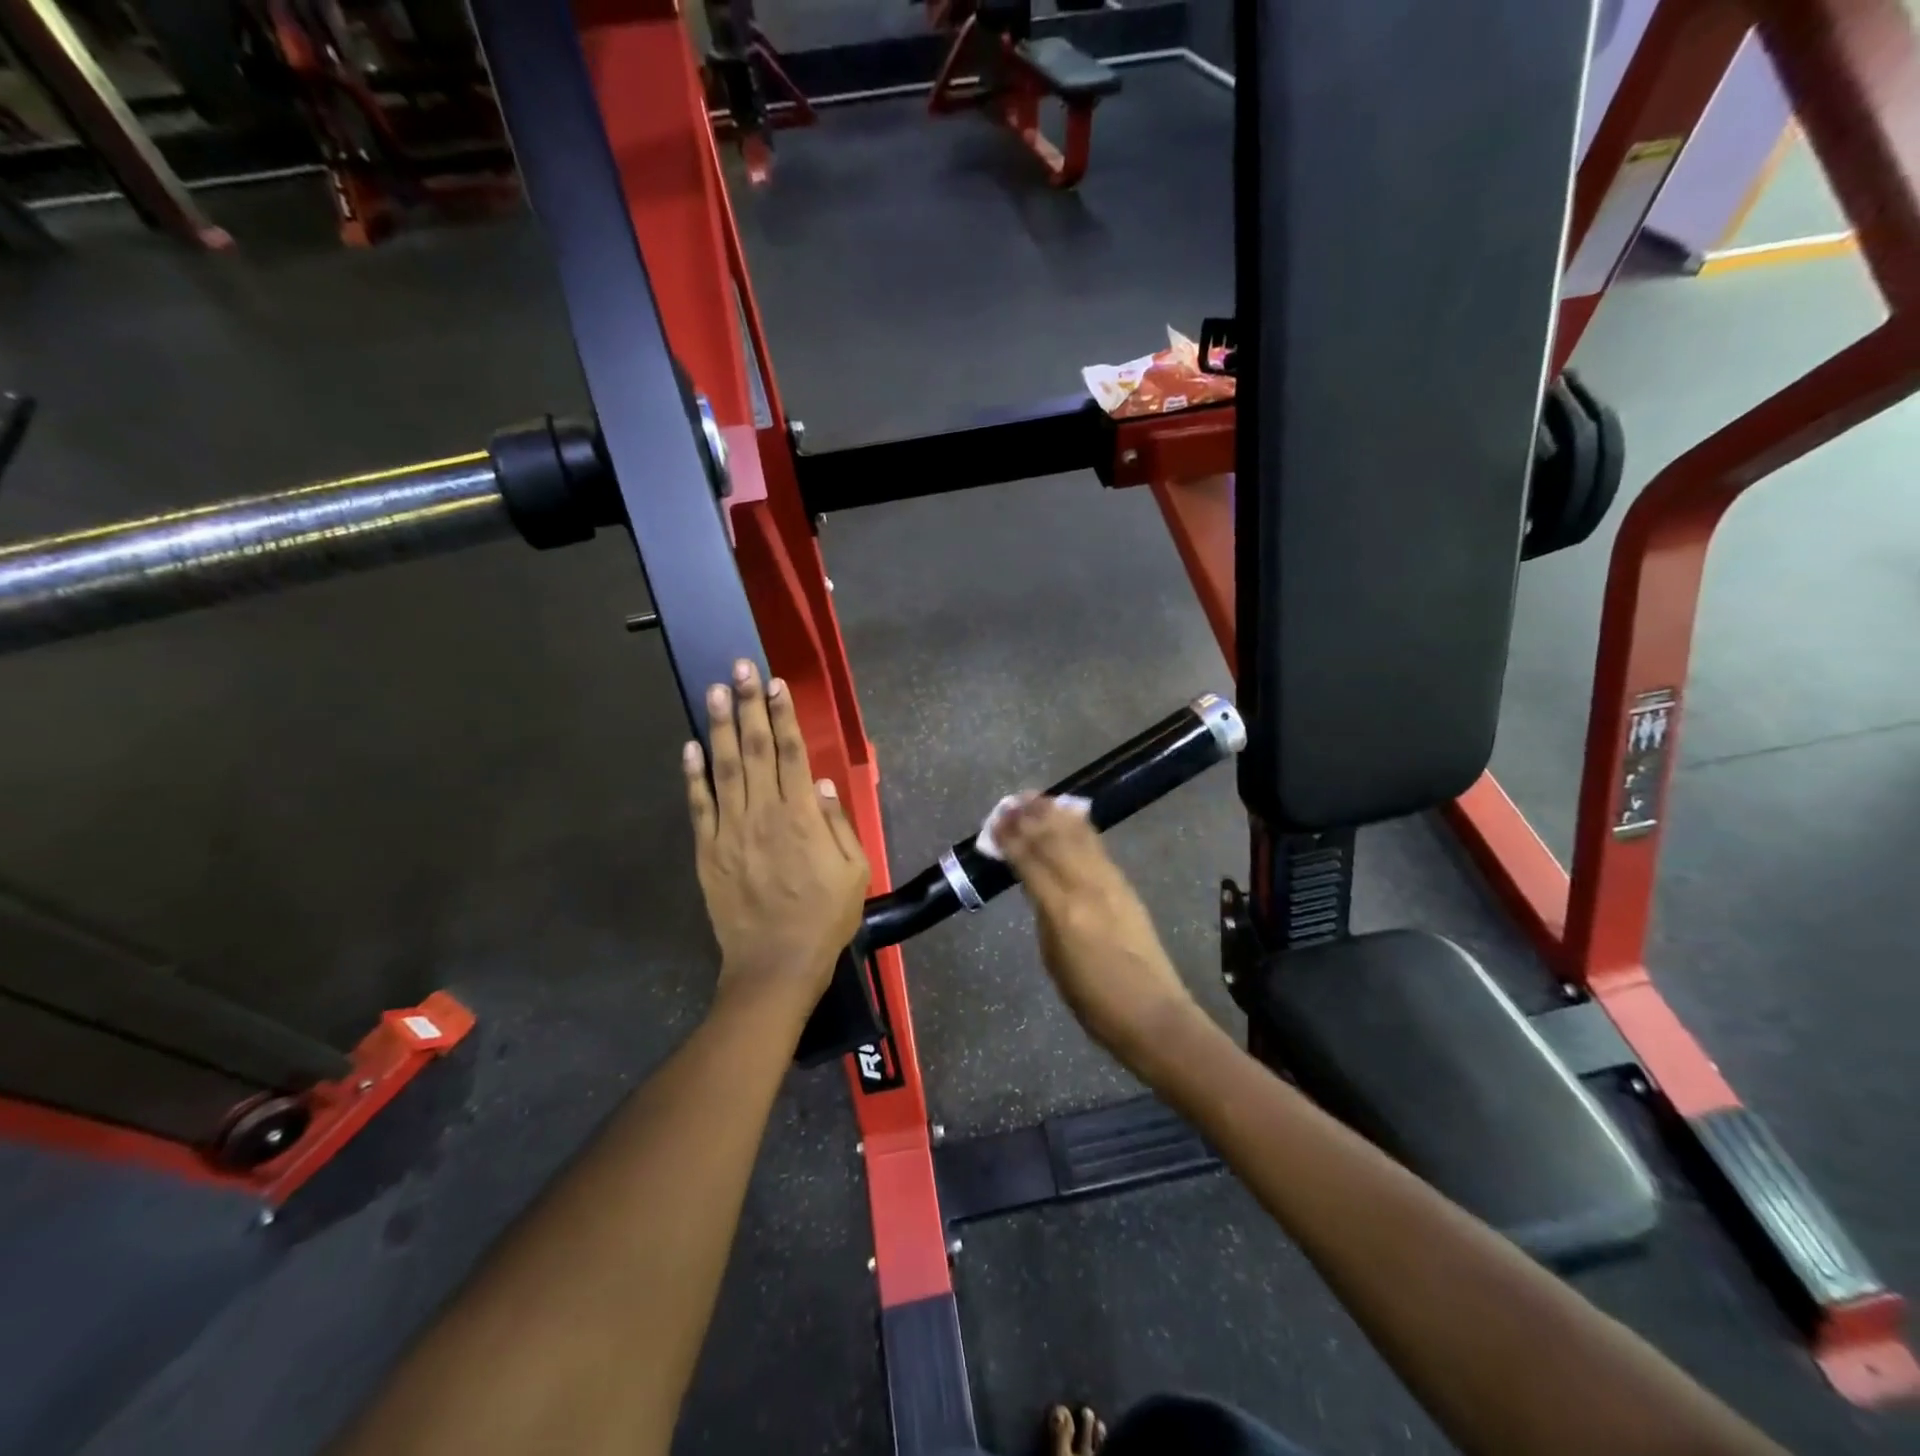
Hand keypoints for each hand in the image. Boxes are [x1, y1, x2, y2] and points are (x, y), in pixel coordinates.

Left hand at [684, 660, 869, 1021]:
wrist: (775, 965)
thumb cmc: (824, 918)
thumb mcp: (854, 872)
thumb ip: (837, 824)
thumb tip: (817, 783)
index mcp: (801, 818)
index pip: (790, 753)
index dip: (783, 716)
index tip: (776, 684)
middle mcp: (763, 814)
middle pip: (755, 749)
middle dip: (749, 705)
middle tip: (740, 667)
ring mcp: (730, 831)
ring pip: (724, 768)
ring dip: (720, 727)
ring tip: (715, 690)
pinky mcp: (708, 851)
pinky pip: (699, 806)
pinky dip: (693, 775)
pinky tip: (691, 746)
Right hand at [994, 795, 1202, 1062]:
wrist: (1152, 1013)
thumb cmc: (1093, 1001)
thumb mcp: (1053, 960)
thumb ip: (1044, 915)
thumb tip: (1036, 885)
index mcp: (1062, 911)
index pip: (1030, 862)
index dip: (1010, 839)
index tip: (994, 821)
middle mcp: (1086, 886)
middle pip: (1053, 841)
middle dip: (1029, 818)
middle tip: (1009, 802)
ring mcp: (1110, 882)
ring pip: (1077, 837)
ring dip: (1053, 814)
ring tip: (1035, 797)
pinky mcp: (1126, 885)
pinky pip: (1097, 846)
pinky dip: (1080, 826)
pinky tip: (1071, 813)